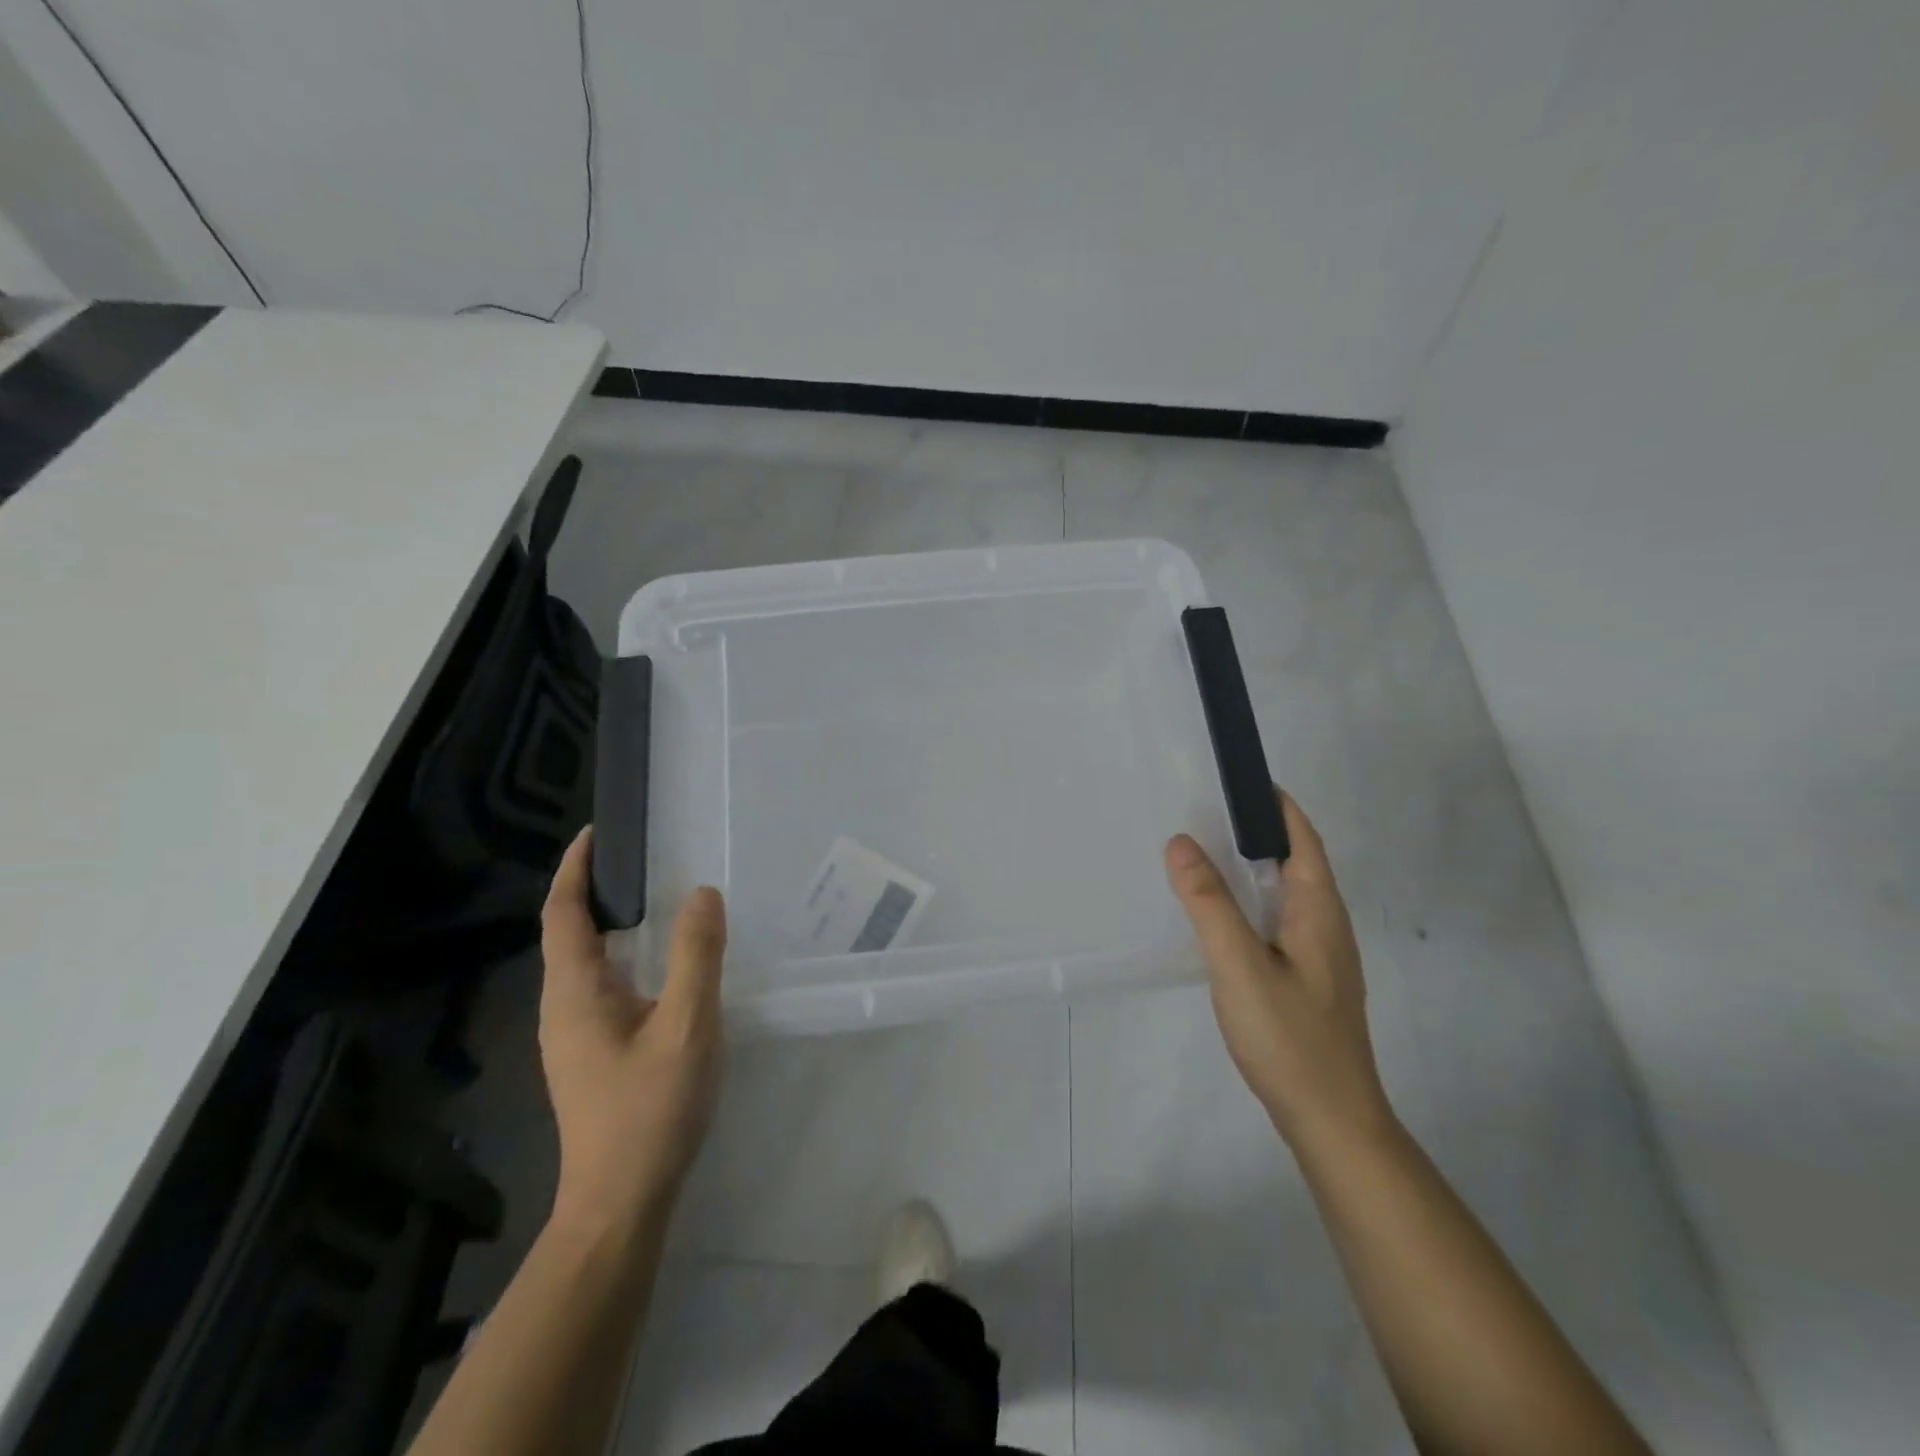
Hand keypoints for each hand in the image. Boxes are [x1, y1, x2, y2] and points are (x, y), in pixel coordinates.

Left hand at [538, 827, 727, 1233]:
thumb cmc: (650, 1110)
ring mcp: (574, 1036)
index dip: (574, 869)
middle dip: (594, 890)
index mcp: (575, 993)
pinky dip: (625, 956)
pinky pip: (603, 986)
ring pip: (586, 963)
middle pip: (569, 933)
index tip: (596, 832)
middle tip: (641, 857)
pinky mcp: (592, 1055)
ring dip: (611, 924)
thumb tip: (701, 894)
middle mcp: (563, 1008)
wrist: (621, 1202)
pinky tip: (662, 965)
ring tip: (655, 898)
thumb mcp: (686, 1026)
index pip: (562, 914)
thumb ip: (696, 956)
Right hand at [1165, 789, 1393, 1153]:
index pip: (1303, 838)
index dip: (1276, 804)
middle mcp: (1326, 924)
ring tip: (1205, 856)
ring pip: (1286, 894)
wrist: (1332, 1122)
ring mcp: (1320, 956)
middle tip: (1205, 812)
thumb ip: (1209, 904)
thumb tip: (1181, 841)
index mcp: (1319, 910)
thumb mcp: (1239, 965)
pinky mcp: (1307, 980)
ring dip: (1252, 868)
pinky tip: (1221, 918)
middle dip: (1257, 831)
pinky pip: (1278, 922)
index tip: (1238, 778)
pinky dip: (1250, 903)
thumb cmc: (1290, 1038)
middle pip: (1296, 861)